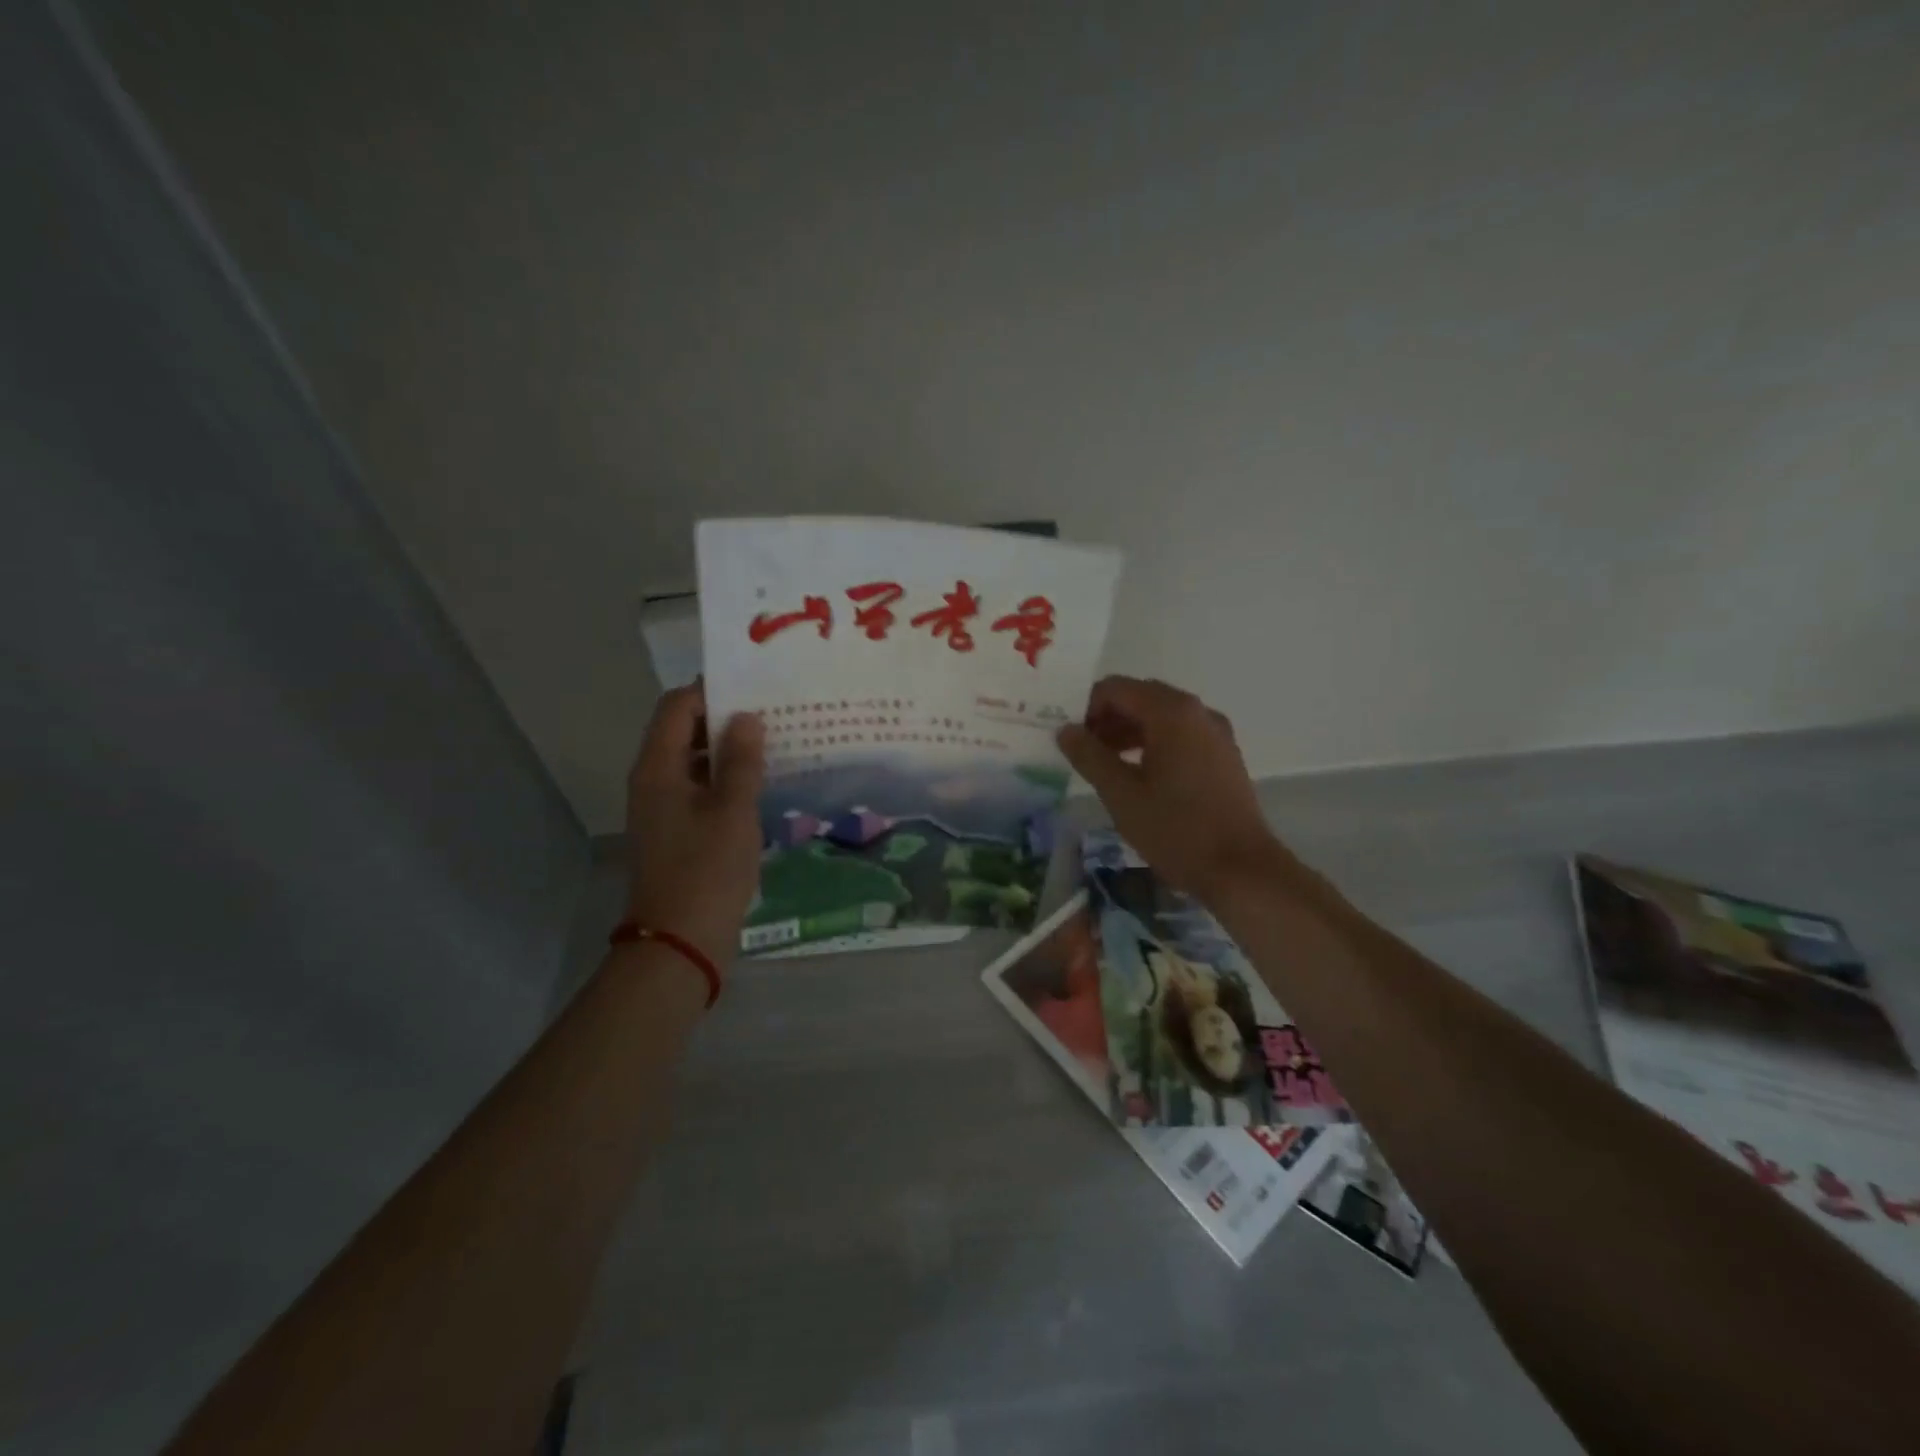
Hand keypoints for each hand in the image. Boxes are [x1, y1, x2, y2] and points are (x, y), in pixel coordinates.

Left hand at [624, 684, 765, 964]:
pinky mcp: (678, 831)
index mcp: (658, 768)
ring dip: (729, 750)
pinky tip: (763, 784)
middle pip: (684, 730)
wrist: (678, 942)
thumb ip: (741, 761)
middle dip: (725, 718)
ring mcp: (664, 807)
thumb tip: (746, 717)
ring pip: (695, 761)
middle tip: (773, 712)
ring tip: (776, 743)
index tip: (755, 686)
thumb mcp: (733, 811)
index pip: (677, 706)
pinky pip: (701, 789)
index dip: (712, 690)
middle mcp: (653, 780)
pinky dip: (727, 779)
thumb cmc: (706, 871)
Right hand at [1057, 676, 1294, 900]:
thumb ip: (1089, 756)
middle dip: (1107, 718)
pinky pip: (1180, 734)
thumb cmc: (1175, 829)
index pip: (1116, 688)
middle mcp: (1197, 711)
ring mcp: (1215, 733)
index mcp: (1171, 713)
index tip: (1070, 739)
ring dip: (1129, 731)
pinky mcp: (1224, 755)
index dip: (1086, 708)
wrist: (1241, 870)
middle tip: (1083, 751)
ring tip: (1105, 765)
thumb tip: (1065, 730)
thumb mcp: (1121, 794)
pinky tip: (1139, 775)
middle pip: (1140, 697)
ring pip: (1161, 716)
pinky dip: (1153, 743)